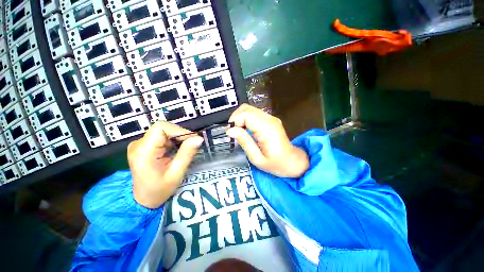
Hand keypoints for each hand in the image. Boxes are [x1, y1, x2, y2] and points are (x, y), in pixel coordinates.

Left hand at [127, 122, 203, 208]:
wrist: (143, 200)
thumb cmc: (159, 190)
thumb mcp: (176, 174)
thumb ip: (187, 154)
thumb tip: (199, 138)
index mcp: (143, 151)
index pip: (161, 128)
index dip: (179, 130)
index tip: (193, 139)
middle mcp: (138, 144)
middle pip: (163, 128)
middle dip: (181, 134)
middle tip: (193, 145)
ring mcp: (140, 144)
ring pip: (164, 131)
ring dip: (178, 138)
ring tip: (186, 149)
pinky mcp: (144, 146)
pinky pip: (162, 137)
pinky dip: (173, 141)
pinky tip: (178, 150)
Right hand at [226, 104, 308, 177]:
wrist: (292, 161)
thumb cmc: (276, 164)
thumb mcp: (257, 158)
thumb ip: (244, 142)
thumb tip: (230, 130)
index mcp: (266, 129)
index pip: (245, 114)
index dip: (234, 121)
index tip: (231, 134)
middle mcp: (269, 119)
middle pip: (246, 108)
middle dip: (235, 118)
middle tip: (233, 133)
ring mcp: (271, 118)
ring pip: (249, 109)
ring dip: (240, 118)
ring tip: (239, 132)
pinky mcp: (270, 119)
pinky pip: (253, 113)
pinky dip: (245, 119)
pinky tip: (246, 130)